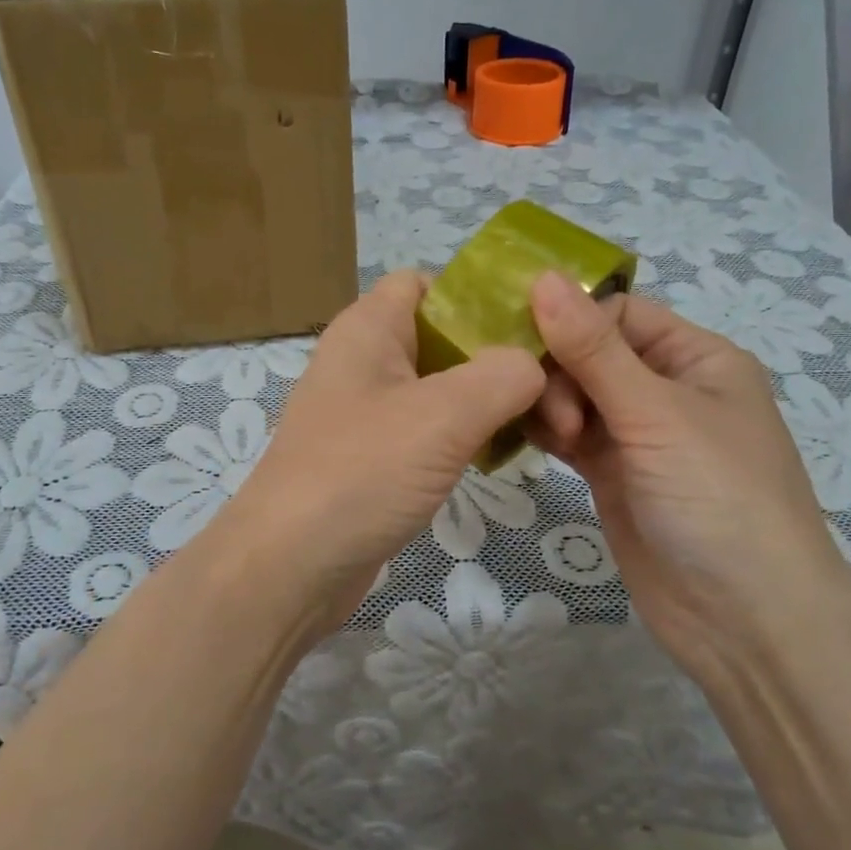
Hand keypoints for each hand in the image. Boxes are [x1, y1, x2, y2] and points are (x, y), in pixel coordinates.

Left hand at [220, 271, 544, 630]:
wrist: (291, 566)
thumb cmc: (361, 472)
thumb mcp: (443, 415)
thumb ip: (502, 375)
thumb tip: (532, 366)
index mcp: (369, 328)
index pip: (428, 283)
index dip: (480, 296)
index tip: (535, 330)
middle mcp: (365, 360)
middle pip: (445, 336)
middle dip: (502, 359)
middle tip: (560, 396)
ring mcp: (367, 411)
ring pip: (443, 387)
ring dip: (491, 402)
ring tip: (548, 429)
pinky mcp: (374, 456)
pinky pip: (430, 429)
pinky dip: (467, 435)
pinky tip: (503, 454)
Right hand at [525, 272, 850, 658]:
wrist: (745, 620)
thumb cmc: (718, 498)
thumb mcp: (657, 414)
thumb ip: (593, 350)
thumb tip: (543, 277)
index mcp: (697, 358)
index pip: (619, 312)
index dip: (573, 320)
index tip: (527, 344)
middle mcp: (666, 389)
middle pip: (590, 352)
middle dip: (560, 371)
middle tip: (553, 414)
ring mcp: (637, 435)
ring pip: (574, 394)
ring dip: (549, 403)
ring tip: (552, 438)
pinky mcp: (612, 474)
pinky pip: (568, 435)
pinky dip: (545, 431)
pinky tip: (522, 437)